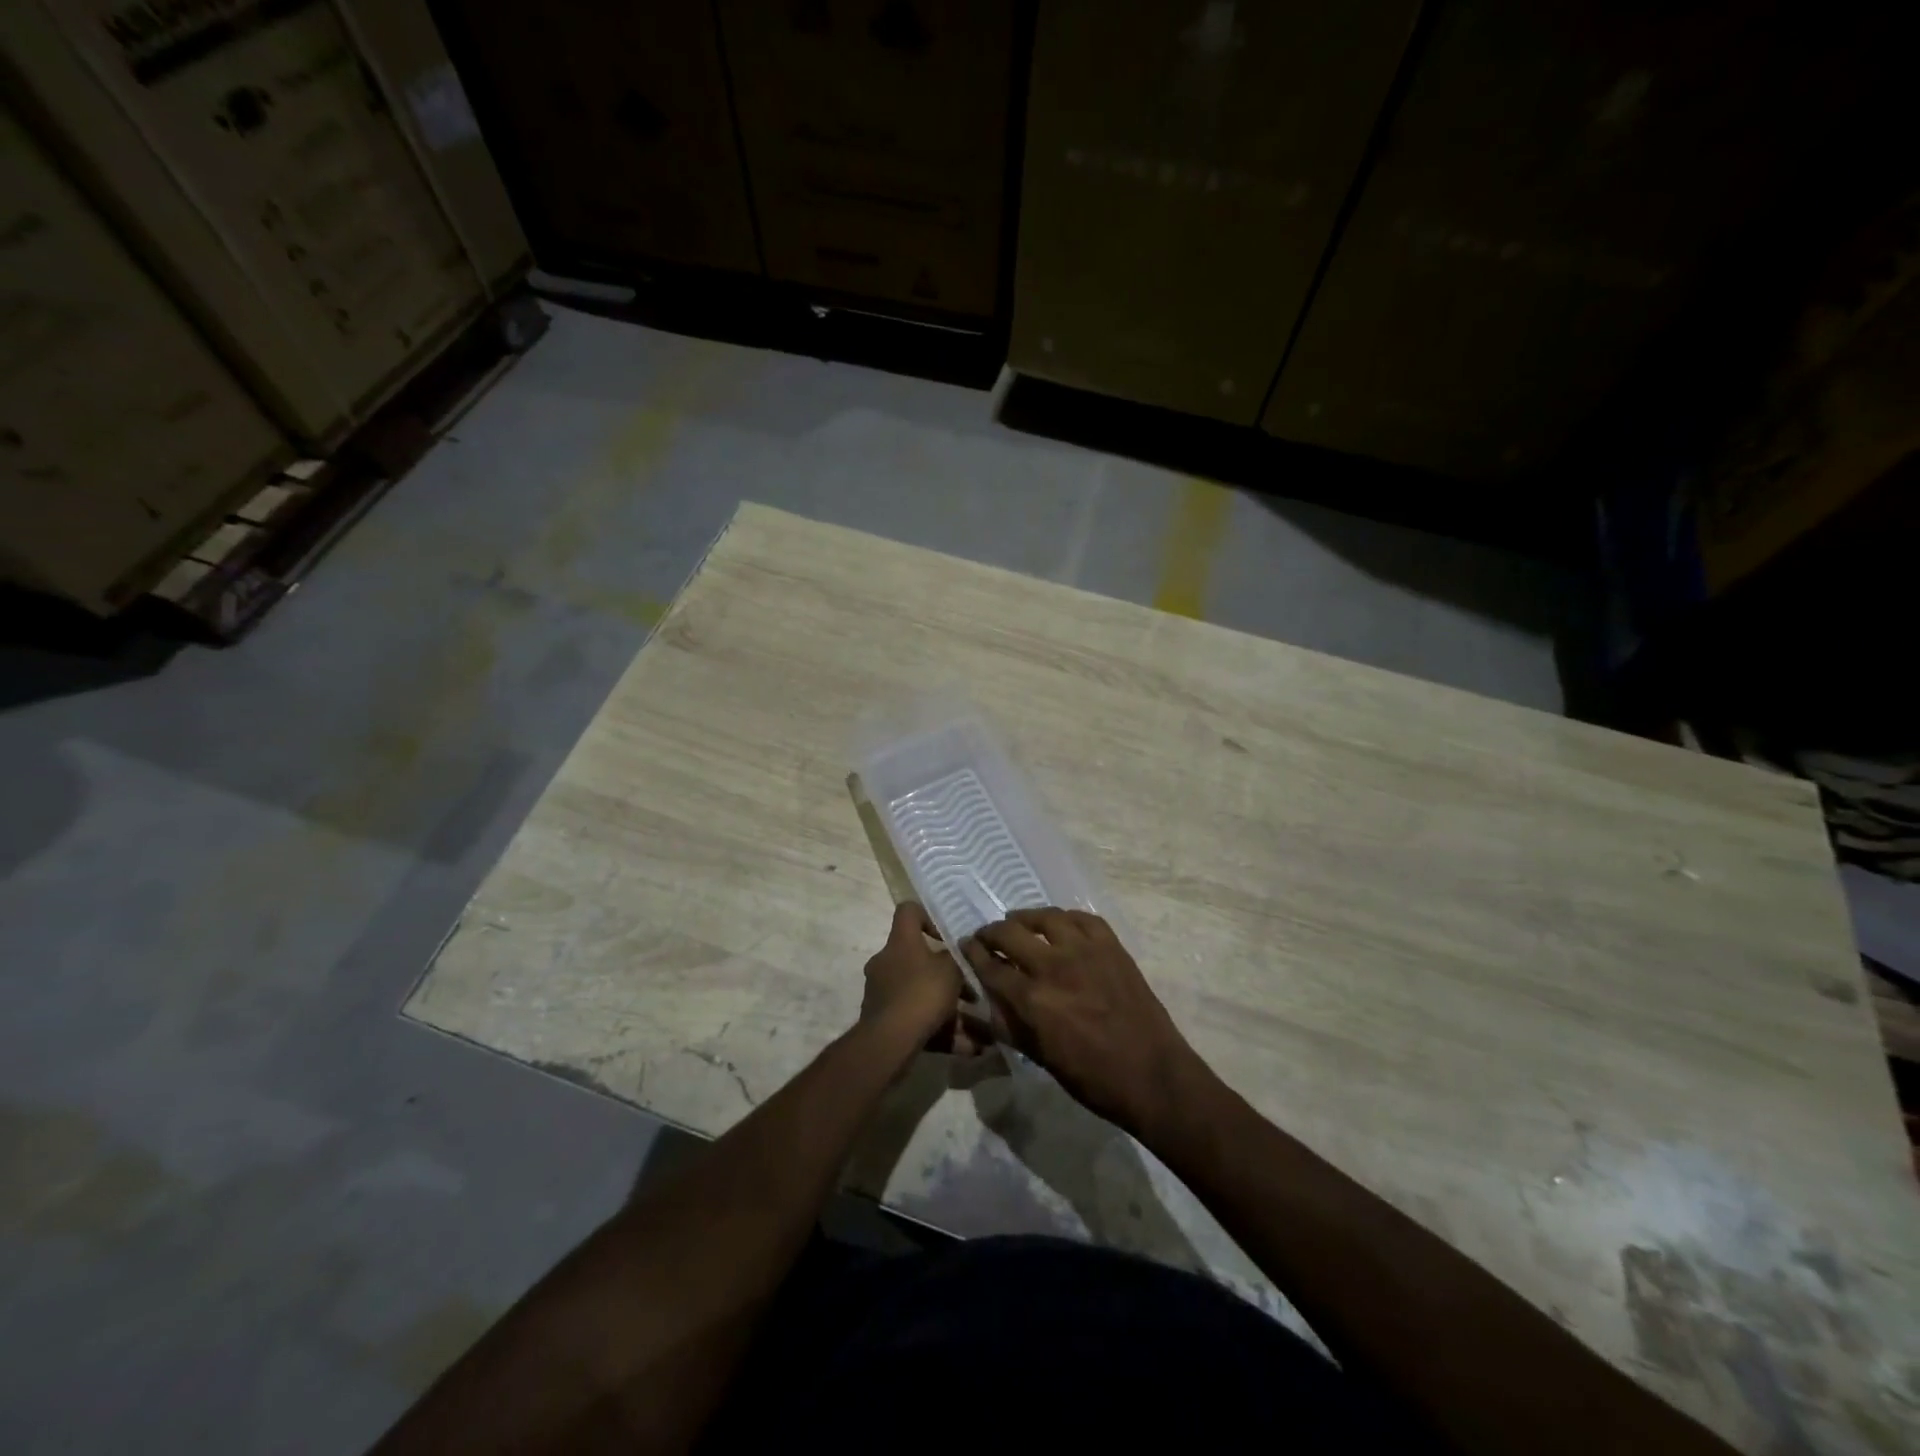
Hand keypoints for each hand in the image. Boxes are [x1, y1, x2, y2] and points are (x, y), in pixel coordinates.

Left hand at [862, 902, 992, 1055]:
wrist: (889, 1042)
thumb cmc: (922, 993)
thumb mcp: (951, 970)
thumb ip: (958, 957)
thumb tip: (960, 949)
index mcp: (900, 942)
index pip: (908, 911)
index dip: (928, 917)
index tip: (947, 936)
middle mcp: (887, 962)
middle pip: (919, 959)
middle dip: (947, 976)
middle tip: (971, 991)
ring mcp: (882, 992)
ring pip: (922, 994)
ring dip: (950, 1009)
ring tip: (981, 1029)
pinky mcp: (884, 1020)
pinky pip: (918, 1020)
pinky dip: (942, 1031)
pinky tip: (970, 1049)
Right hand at [964, 909, 1206, 1137]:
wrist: (1152, 1074)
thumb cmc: (1093, 1078)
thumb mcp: (1041, 1058)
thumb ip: (1011, 1025)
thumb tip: (988, 1002)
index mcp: (1033, 1000)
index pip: (991, 967)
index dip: (973, 953)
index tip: (965, 944)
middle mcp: (1054, 966)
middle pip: (1011, 934)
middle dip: (992, 932)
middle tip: (987, 935)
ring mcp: (1086, 951)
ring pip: (1046, 918)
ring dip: (1025, 917)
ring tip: (1018, 921)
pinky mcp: (1112, 946)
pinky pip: (1083, 918)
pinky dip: (1065, 918)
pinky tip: (1059, 924)